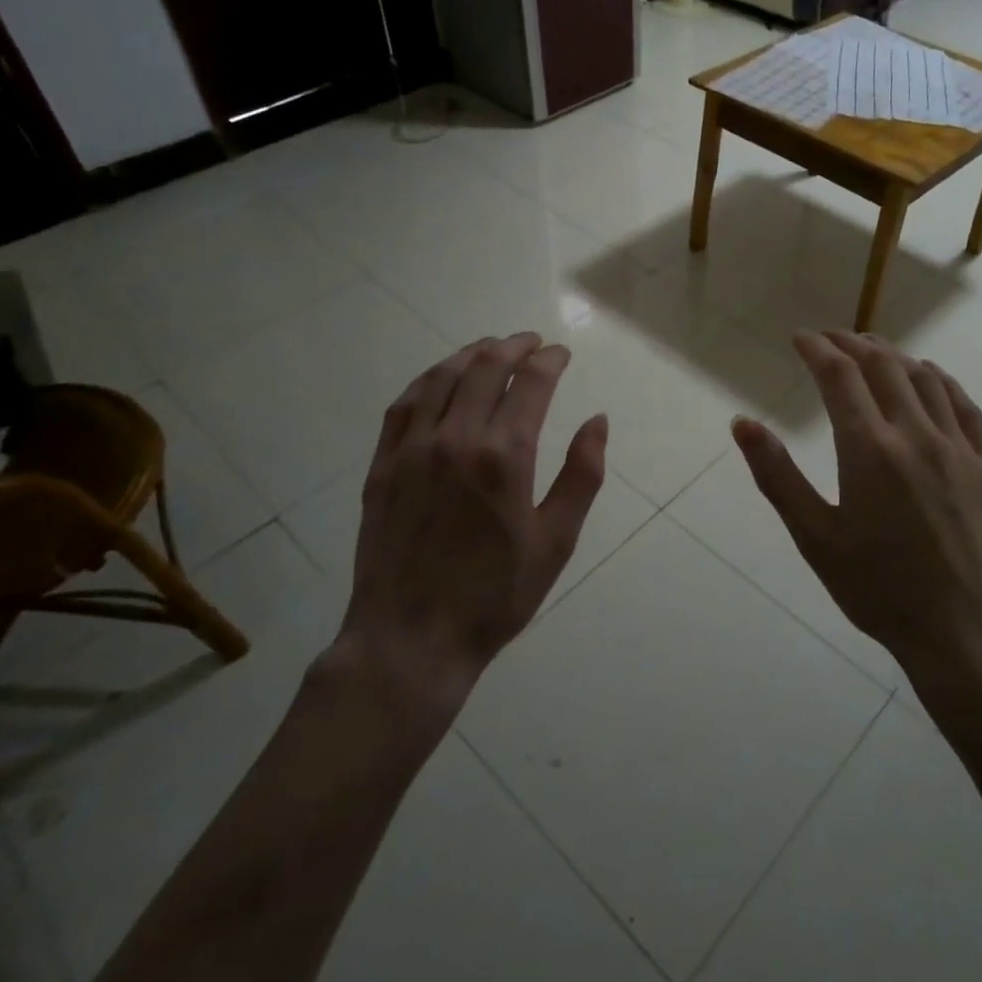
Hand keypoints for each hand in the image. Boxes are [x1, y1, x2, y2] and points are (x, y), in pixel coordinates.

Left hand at [337, 334, 607, 717]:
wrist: (412, 638)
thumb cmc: (495, 595)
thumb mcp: (556, 541)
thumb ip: (582, 475)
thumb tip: (598, 421)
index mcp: (505, 456)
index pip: (532, 383)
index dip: (549, 360)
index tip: (561, 354)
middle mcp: (456, 438)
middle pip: (486, 367)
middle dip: (514, 347)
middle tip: (532, 343)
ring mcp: (413, 448)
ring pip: (443, 377)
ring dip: (472, 354)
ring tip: (491, 348)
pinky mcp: (383, 464)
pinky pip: (404, 404)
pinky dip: (428, 379)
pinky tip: (440, 377)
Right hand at [731, 332, 981, 689]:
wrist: (968, 634)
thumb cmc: (880, 591)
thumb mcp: (815, 538)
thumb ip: (777, 475)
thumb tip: (742, 422)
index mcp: (869, 450)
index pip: (839, 376)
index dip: (817, 349)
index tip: (801, 338)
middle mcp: (916, 435)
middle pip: (883, 366)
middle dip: (852, 343)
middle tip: (830, 339)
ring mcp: (958, 448)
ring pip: (925, 379)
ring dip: (894, 356)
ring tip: (873, 350)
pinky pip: (964, 406)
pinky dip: (941, 380)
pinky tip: (930, 377)